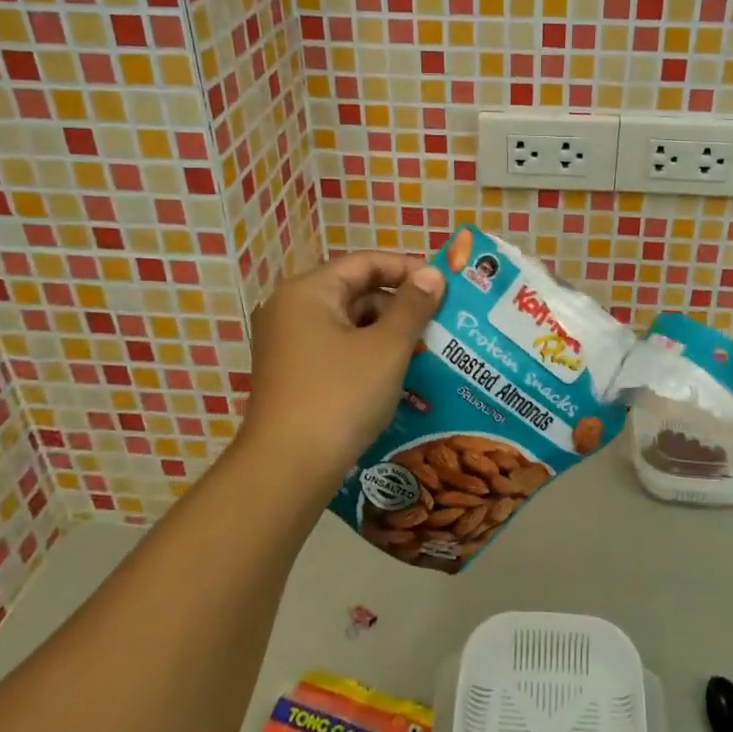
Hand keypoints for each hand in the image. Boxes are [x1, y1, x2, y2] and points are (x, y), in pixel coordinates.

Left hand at [238, 252, 445, 481]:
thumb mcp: (386, 348)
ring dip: (387, 334)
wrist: (288, 468)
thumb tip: (433, 274)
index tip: (444, 286)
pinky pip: (338, 350)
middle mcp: (292, 309)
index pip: (365, 263)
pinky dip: (368, 356)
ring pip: (349, 324)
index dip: (407, 269)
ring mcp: (288, 344)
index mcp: (309, 291)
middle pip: (356, 291)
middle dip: (400, 306)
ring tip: (427, 352)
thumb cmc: (340, 396)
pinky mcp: (293, 374)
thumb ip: (413, 306)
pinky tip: (398, 376)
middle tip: (440, 324)